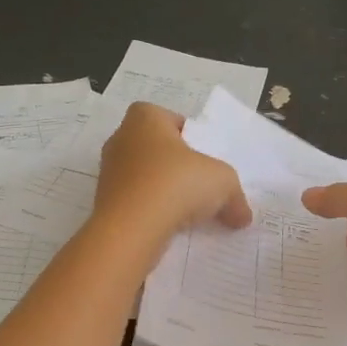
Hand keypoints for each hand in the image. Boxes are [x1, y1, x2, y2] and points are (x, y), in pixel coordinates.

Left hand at [94, 102, 251, 240]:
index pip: (169, 119)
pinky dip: (149, 211)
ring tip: (185, 211)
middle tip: (198, 185)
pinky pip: (133, 201)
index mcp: (144, 118)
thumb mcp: (223, 182)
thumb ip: (235, 196)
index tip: (203, 158)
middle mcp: (121, 138)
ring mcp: (108, 171)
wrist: (131, 227)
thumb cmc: (177, 183)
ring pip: (143, 176)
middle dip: (175, 165)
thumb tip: (242, 217)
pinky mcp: (104, 201)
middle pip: (155, 148)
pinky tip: (167, 226)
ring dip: (162, 190)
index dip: (189, 136)